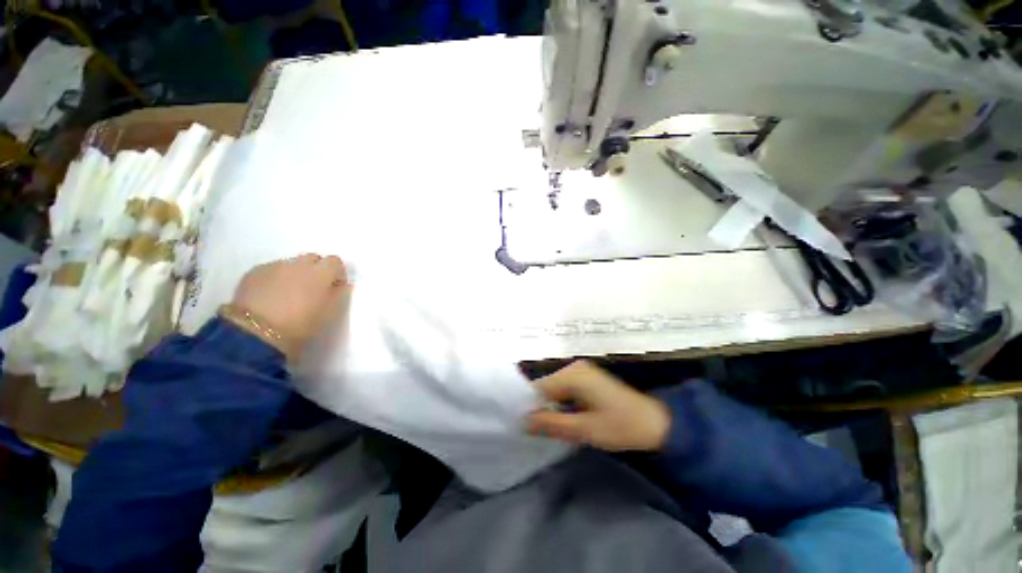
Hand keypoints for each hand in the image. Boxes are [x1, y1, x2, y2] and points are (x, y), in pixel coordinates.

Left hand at [229, 254, 348, 358]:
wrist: (255, 333)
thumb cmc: (301, 325)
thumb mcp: (331, 313)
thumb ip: (339, 294)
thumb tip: (341, 284)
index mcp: (321, 272)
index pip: (335, 261)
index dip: (337, 273)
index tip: (335, 287)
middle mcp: (299, 263)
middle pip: (313, 258)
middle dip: (316, 270)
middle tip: (313, 290)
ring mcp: (274, 266)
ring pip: (291, 264)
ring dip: (295, 275)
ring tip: (289, 294)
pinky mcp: (254, 272)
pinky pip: (271, 270)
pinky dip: (275, 279)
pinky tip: (271, 296)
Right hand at [526, 361, 670, 451]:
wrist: (655, 423)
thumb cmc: (621, 427)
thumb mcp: (584, 430)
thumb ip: (551, 424)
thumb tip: (522, 421)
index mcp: (573, 375)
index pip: (538, 387)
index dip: (528, 406)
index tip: (519, 426)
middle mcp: (573, 367)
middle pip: (545, 387)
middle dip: (539, 407)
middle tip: (533, 431)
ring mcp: (580, 371)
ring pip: (553, 389)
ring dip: (548, 406)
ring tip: (544, 427)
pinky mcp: (585, 378)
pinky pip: (563, 389)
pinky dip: (559, 403)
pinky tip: (560, 418)